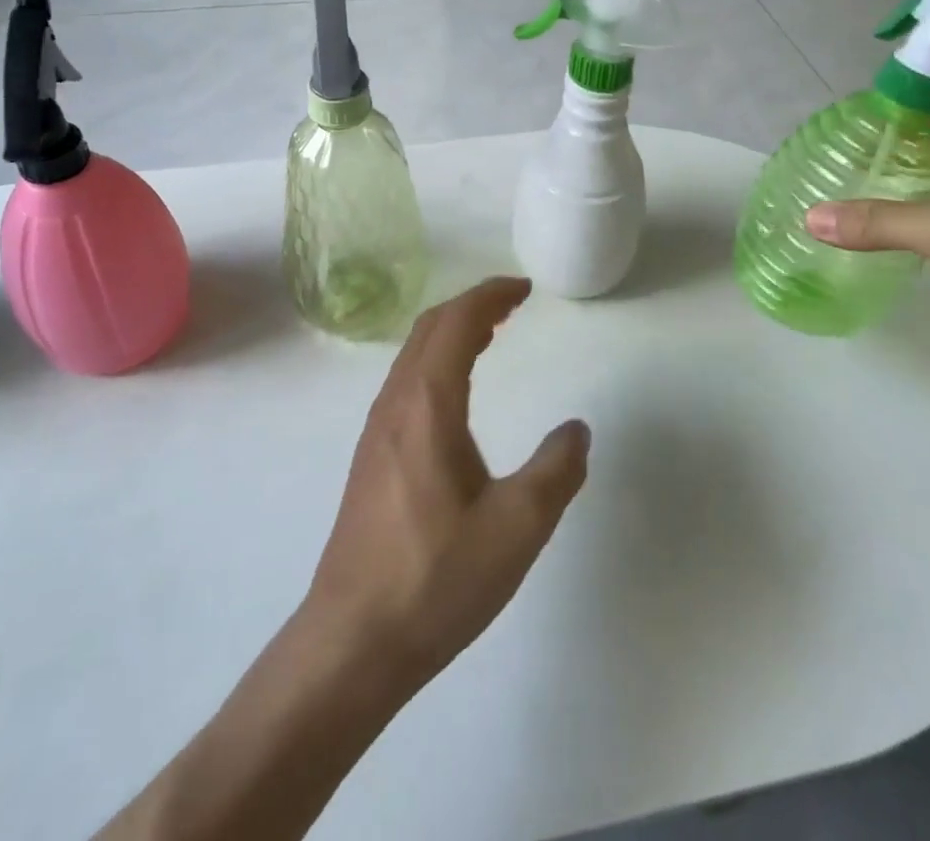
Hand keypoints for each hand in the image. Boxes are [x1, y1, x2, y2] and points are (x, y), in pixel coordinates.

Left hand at [301, 277, 589, 693]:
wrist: (353, 640)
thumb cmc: (436, 579)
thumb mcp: (517, 528)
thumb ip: (555, 471)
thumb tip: (576, 430)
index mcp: (428, 405)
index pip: (456, 322)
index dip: (491, 295)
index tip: (525, 288)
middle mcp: (396, 404)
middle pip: (430, 328)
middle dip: (473, 305)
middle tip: (513, 304)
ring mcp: (377, 430)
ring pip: (414, 354)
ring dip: (452, 331)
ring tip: (491, 335)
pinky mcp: (371, 457)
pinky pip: (407, 382)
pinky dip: (438, 361)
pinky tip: (456, 393)